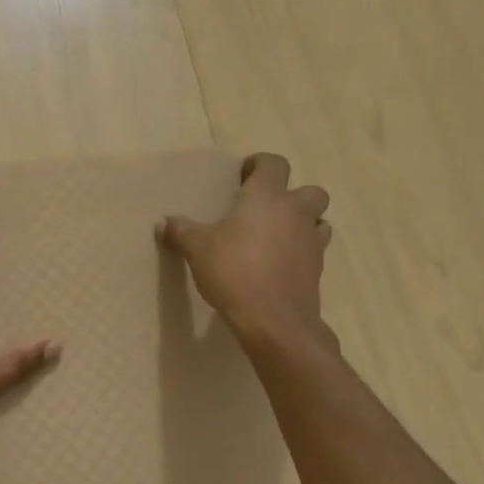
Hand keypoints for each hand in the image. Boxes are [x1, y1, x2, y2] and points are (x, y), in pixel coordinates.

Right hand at [157, 153, 331, 345]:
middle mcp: (295, 211)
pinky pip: (316, 249)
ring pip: (320, 219)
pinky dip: (303, 250)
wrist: (274, 320)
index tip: (243, 176)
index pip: (273, 163)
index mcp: (266, 196)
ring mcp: (312, 240)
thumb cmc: (234, 272)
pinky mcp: (319, 268)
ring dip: (304, 222)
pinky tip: (282, 263)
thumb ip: (181, 231)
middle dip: (292, 195)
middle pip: (311, 190)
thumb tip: (163, 222)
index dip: (260, 164)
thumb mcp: (197, 249)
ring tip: (278, 236)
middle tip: (265, 209)